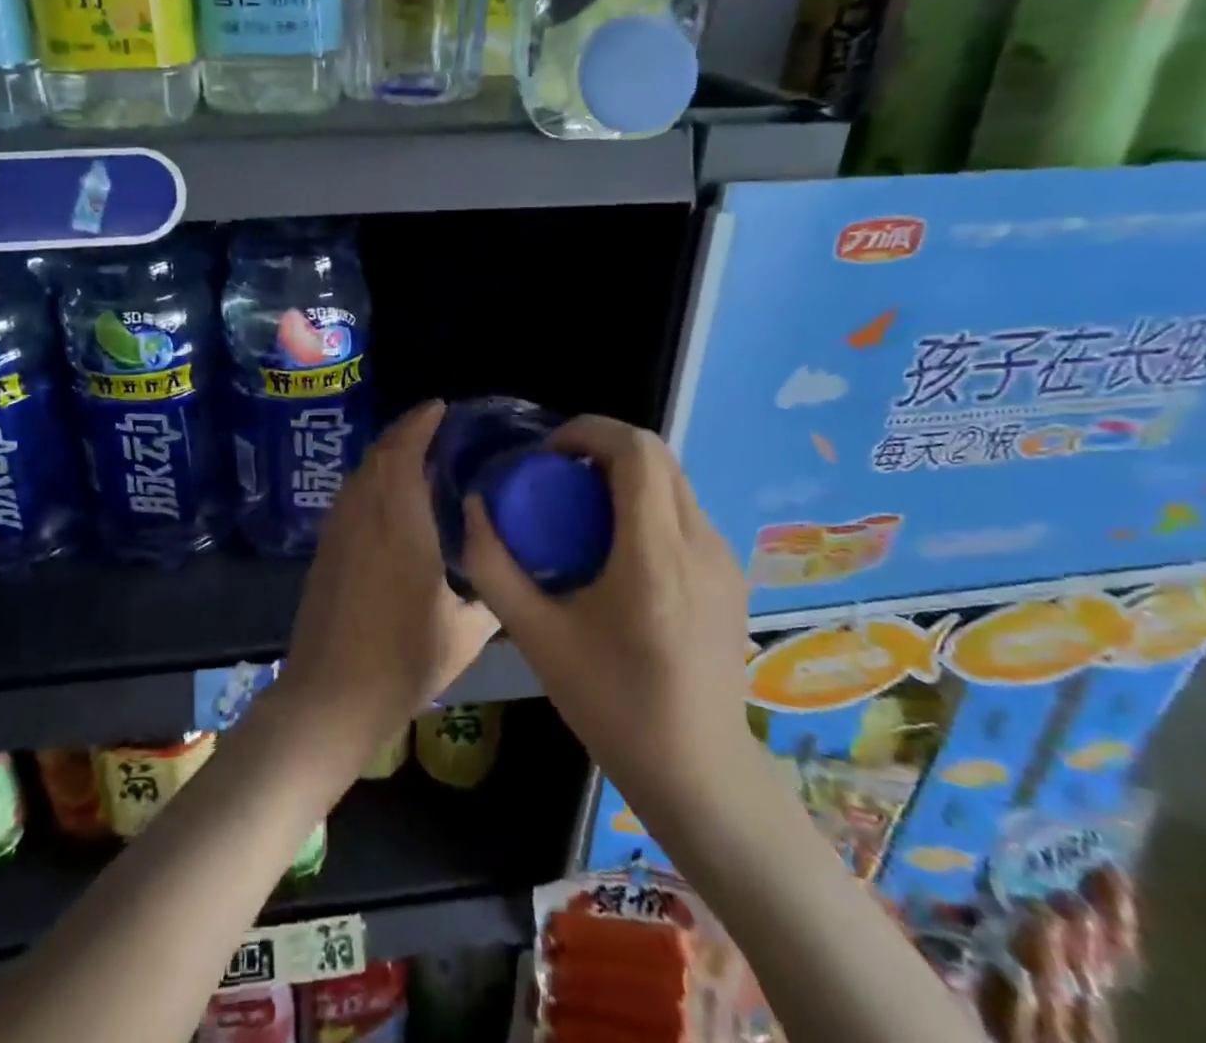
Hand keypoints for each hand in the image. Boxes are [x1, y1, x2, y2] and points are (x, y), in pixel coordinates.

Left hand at [276, 400, 499, 764]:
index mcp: (399, 521)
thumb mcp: (464, 632)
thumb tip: (505, 568)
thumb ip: (489, 593)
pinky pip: (350, 497)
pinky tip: (390, 501)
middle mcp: (363, 513)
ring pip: (360, 474)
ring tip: (418, 459)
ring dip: (386, 456)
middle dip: (405, 433)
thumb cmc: (404, 660)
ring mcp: (337, 529)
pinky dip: (371, 482)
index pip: (404, 451)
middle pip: (379, 455)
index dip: (420, 423)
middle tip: (436, 429)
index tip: (440, 407)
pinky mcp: (324, 549)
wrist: (331, 695)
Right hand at [460, 416, 754, 826]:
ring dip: (625, 473)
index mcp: (655, 556)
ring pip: (673, 480)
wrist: (699, 774)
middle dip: (602, 446)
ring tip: (581, 508)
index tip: (547, 453)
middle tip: (556, 474)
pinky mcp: (731, 575)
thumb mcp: (537, 637)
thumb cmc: (612, 705)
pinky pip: (684, 511)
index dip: (588, 430)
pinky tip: (617, 546)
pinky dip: (646, 501)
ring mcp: (724, 559)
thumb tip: (474, 507)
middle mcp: (699, 544)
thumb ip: (494, 567)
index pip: (637, 451)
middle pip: (658, 455)